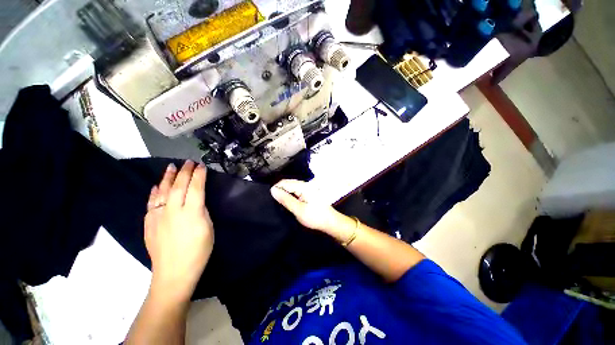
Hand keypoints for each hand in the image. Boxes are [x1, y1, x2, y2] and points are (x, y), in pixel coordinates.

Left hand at [144, 161, 213, 300]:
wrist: (174, 273)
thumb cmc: (199, 251)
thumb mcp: (208, 228)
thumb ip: (202, 211)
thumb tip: (197, 200)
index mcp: (192, 213)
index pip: (195, 188)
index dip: (199, 176)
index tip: (202, 166)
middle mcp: (173, 211)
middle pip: (178, 186)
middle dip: (184, 172)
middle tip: (189, 162)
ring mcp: (158, 216)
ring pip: (162, 192)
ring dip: (167, 178)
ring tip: (171, 167)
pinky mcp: (149, 223)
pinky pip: (150, 203)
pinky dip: (153, 192)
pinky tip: (155, 186)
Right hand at [270, 180, 353, 237]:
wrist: (330, 222)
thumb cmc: (315, 217)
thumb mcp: (298, 210)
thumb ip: (286, 199)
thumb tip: (273, 190)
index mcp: (303, 186)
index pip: (285, 182)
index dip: (276, 188)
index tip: (270, 198)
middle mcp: (305, 185)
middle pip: (288, 183)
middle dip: (280, 191)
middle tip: (273, 202)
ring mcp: (307, 189)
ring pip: (291, 188)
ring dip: (285, 194)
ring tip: (279, 203)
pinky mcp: (308, 193)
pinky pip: (296, 191)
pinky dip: (290, 196)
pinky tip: (287, 203)